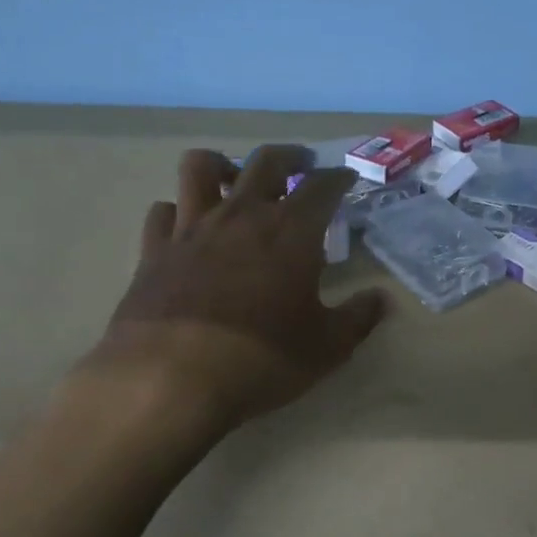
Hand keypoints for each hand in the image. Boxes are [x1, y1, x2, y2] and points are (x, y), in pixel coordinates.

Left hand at [79, 145, 387, 429]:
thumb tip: (382, 299)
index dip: (338, 177)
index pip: (322, 186)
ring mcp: (192, 228)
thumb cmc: (261, 360)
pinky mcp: (154, 251)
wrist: (169, 381)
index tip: (346, 178)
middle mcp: (242, 216)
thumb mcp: (327, 347)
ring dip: (223, 164)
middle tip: (301, 164)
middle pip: (265, 161)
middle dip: (289, 156)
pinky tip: (187, 227)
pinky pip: (163, 212)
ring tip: (233, 178)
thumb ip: (359, 318)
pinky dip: (178, 211)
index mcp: (291, 232)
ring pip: (201, 167)